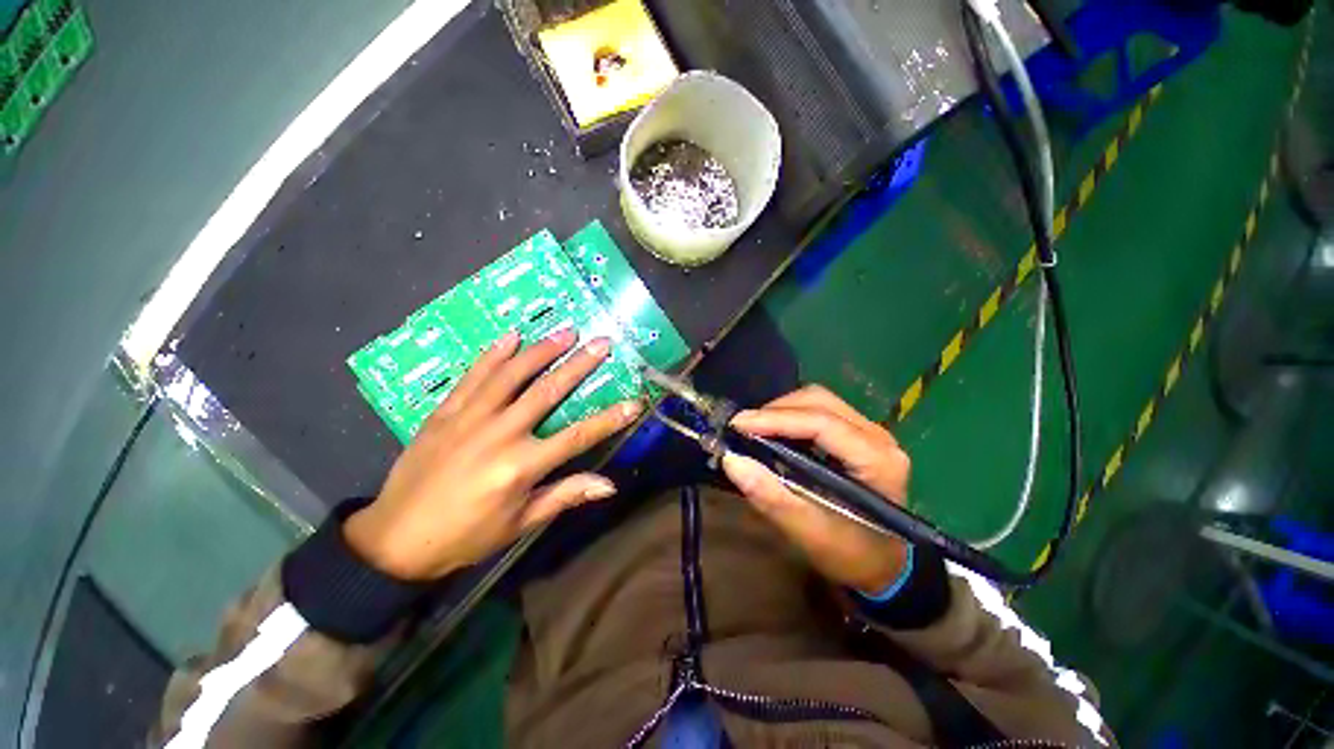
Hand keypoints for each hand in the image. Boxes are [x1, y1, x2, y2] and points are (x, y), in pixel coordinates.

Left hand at [344, 328, 642, 580]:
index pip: (578, 436)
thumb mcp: (520, 523)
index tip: (634, 402)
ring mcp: (470, 418)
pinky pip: (473, 376)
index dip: (610, 419)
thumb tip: (609, 485)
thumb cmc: (466, 536)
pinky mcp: (445, 412)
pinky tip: (511, 336)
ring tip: (565, 332)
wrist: (395, 539)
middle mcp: (499, 434)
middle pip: (547, 392)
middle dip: (579, 365)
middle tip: (601, 342)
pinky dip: (493, 354)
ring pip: (512, 375)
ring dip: (541, 350)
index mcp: (521, 466)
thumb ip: (565, 496)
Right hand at [723, 386, 911, 594]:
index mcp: (877, 462)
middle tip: (744, 429)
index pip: (821, 423)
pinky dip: (791, 416)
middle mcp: (878, 437)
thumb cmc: (850, 554)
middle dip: (776, 411)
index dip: (776, 419)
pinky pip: (820, 410)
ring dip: (782, 411)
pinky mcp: (857, 433)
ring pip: (818, 401)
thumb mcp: (807, 532)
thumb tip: (732, 459)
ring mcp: (870, 431)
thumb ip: (770, 495)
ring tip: (755, 431)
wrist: (882, 565)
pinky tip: (775, 433)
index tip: (738, 424)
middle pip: (819, 402)